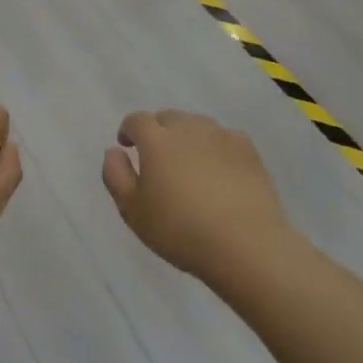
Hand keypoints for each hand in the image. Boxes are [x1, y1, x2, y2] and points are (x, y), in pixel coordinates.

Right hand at [102, 111, 293, 283]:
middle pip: (167, 118)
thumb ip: (115, 176)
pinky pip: (224, 138)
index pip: (136, 120)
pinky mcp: (248, 150)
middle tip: (158, 159)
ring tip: (189, 164)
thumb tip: (114, 151)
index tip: (127, 146)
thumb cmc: (181, 230)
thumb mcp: (133, 211)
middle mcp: (187, 127)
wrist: (246, 245)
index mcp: (156, 139)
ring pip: (197, 125)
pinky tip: (220, 170)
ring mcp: (220, 135)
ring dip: (187, 138)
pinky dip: (216, 147)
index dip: (128, 130)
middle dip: (158, 131)